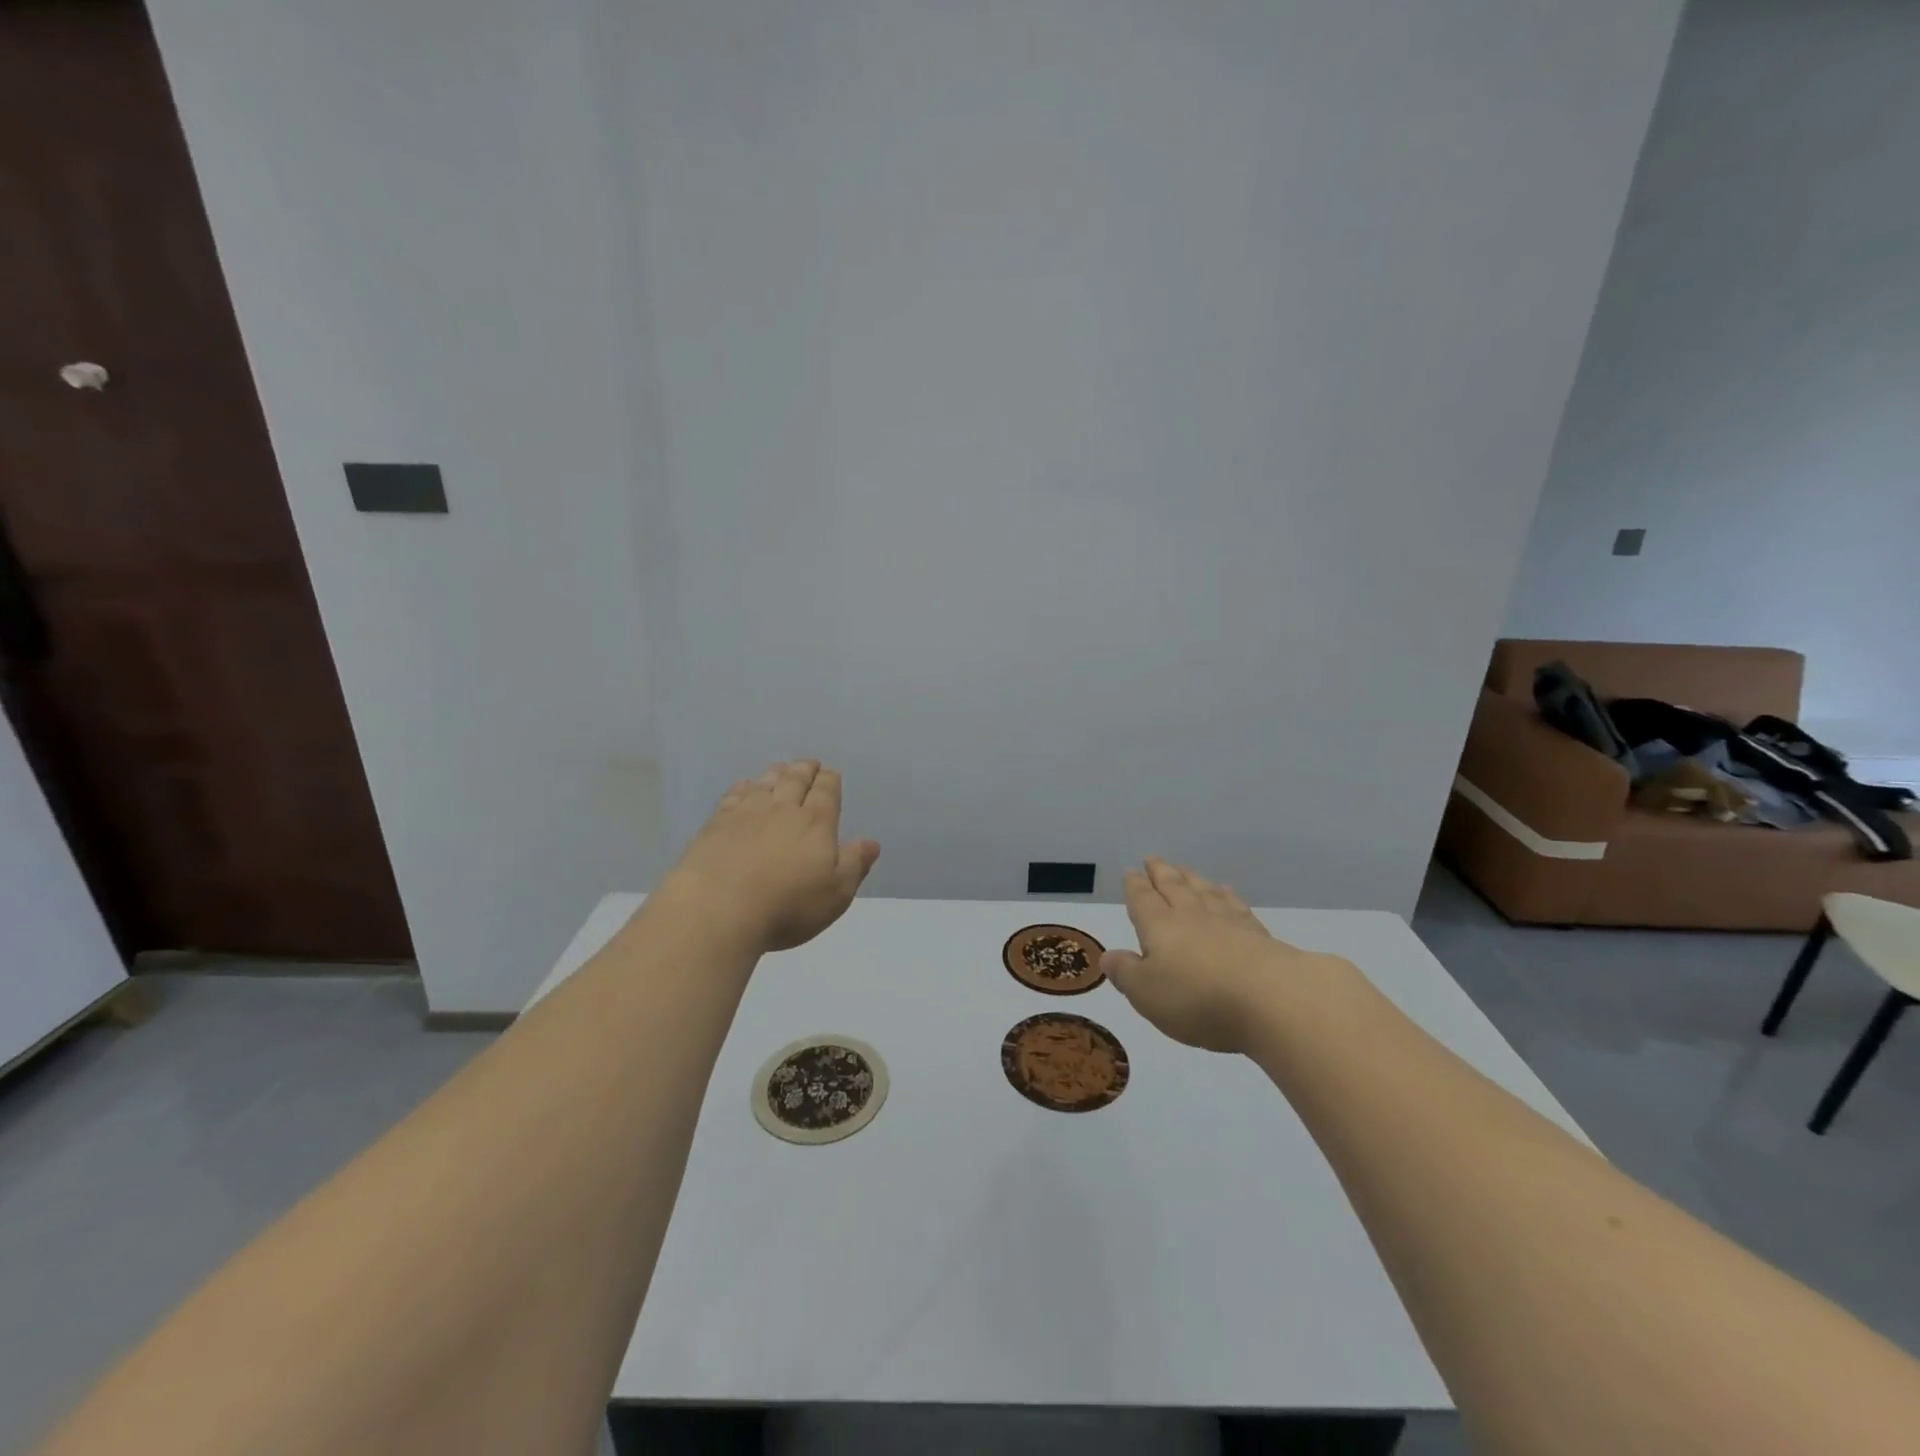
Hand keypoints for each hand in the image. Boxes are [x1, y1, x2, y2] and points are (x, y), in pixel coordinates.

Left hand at [663, 761, 880, 953]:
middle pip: (795, 781)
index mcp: (816, 823)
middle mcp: (782, 810)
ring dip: (775, 774)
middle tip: (808, 763)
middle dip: (804, 770)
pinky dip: (742, 787)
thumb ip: (854, 864)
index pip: (826, 793)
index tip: (830, 773)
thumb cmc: (787, 907)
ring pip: (764, 784)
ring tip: (780, 768)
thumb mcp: (835, 894)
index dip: (829, 781)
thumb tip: (871, 843)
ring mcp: (745, 814)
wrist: (717, 910)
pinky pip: (733, 796)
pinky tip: (743, 786)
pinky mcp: (715, 825)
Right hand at [1101, 858, 1351, 1053]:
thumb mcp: (1147, 993)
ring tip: (1185, 868)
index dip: (1135, 887)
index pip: (1143, 900)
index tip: (1131, 872)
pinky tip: (1227, 892)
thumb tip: (1108, 954)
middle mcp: (1191, 916)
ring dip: (1192, 879)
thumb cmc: (1197, 998)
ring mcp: (1228, 922)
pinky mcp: (1259, 935)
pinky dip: (1228, 896)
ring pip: (1204, 892)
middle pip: (1174, 887)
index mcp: (1160, 926)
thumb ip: (1126, 973)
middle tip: (1154, 859)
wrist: (1272, 1000)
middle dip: (1161, 873)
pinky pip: (1236, 906)